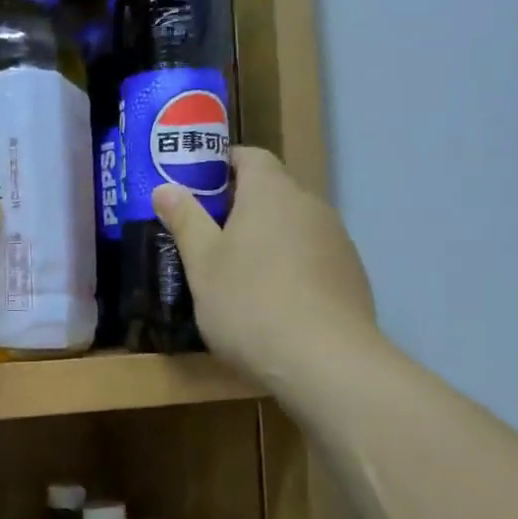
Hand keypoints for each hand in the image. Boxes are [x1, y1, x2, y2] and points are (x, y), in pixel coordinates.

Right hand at [152, 148, 376, 393]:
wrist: (326, 363)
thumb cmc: (250, 303)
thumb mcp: (203, 264)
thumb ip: (186, 220)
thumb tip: (165, 188)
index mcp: (272, 192)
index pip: (249, 155)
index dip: (221, 164)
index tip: (195, 186)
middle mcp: (310, 205)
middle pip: (272, 191)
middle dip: (240, 206)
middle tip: (206, 235)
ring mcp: (337, 240)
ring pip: (293, 226)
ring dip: (267, 239)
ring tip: (237, 273)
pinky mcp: (352, 275)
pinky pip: (313, 257)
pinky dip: (291, 267)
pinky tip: (274, 302)